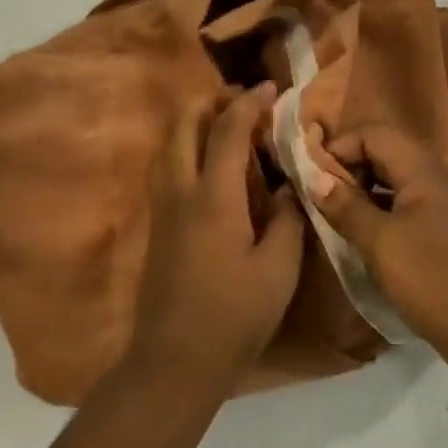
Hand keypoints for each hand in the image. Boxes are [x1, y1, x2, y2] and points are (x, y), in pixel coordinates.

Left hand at [125, 84, 307, 397]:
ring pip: (169, 145)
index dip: (249, 104)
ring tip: (225, 124)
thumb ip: (288, 219)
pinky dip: (185, 148)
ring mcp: (162, 208)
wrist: (174, 359)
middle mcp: (179, 191)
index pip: (226, 131)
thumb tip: (291, 186)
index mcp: (212, 197)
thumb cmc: (234, 315)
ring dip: (194, 123)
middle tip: (243, 101)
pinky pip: (167, 168)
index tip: (271, 88)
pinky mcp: (157, 226)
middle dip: (211, 102)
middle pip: (183, 125)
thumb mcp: (278, 269)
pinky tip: (207, 164)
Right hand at [307, 123, 447, 379]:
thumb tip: (316, 177)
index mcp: (423, 172)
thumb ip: (347, 207)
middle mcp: (435, 181)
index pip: (374, 134)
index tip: (312, 175)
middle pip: (385, 154)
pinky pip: (405, 208)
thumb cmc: (435, 281)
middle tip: (320, 196)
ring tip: (333, 215)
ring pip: (394, 183)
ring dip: (362, 191)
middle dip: (349, 167)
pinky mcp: (445, 235)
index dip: (340, 146)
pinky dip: (380, 213)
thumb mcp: (381, 244)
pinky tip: (361, 237)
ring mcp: (443, 208)